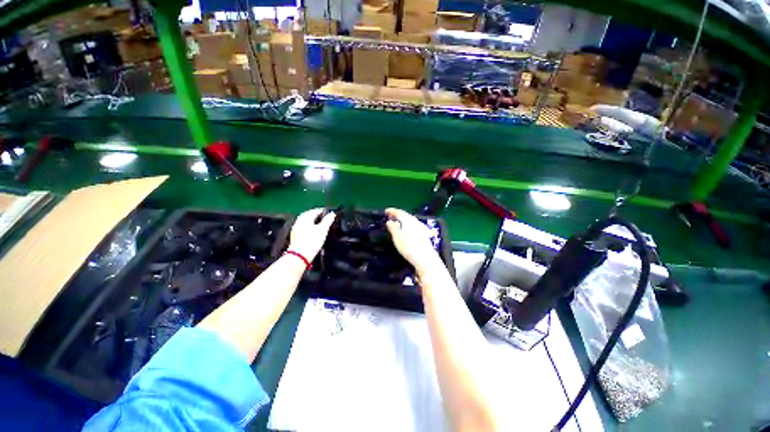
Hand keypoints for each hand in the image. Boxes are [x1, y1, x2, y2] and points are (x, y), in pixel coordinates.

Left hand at [288, 208, 335, 261]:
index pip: (315, 210)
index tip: (329, 213)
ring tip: (320, 224)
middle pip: (309, 215)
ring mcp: (296, 228)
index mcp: (305, 217)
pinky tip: (313, 231)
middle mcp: (299, 221)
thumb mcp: (323, 230)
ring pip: (306, 221)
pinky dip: (309, 227)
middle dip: (317, 215)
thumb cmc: (312, 241)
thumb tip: (332, 213)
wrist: (299, 256)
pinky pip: (303, 227)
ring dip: (313, 221)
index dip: (323, 211)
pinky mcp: (295, 236)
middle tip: (325, 217)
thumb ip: (328, 220)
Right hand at [385, 208, 442, 274]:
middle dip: (397, 215)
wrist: (425, 257)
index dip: (392, 211)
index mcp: (408, 219)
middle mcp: (415, 221)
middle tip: (390, 217)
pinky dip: (407, 225)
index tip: (386, 211)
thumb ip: (392, 228)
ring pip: (410, 220)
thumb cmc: (409, 247)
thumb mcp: (397, 237)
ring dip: (403, 220)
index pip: (399, 212)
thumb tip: (389, 221)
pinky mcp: (424, 233)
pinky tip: (406, 230)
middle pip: (405, 215)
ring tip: (397, 223)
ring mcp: (421, 227)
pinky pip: (413, 225)